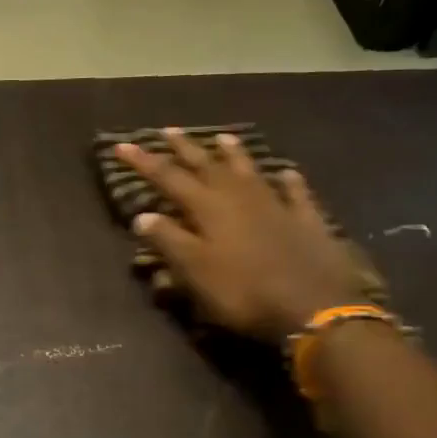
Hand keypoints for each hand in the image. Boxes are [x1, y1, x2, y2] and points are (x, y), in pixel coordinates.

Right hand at [116, 129, 367, 343]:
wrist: (314, 307)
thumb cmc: (244, 291)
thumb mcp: (195, 271)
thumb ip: (169, 241)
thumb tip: (143, 216)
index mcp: (209, 208)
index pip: (169, 178)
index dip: (144, 162)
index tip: (122, 145)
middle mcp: (240, 197)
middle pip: (207, 166)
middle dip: (185, 148)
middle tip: (168, 130)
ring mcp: (276, 206)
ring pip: (250, 171)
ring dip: (233, 154)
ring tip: (222, 136)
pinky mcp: (307, 221)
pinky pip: (296, 194)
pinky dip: (289, 182)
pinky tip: (288, 173)